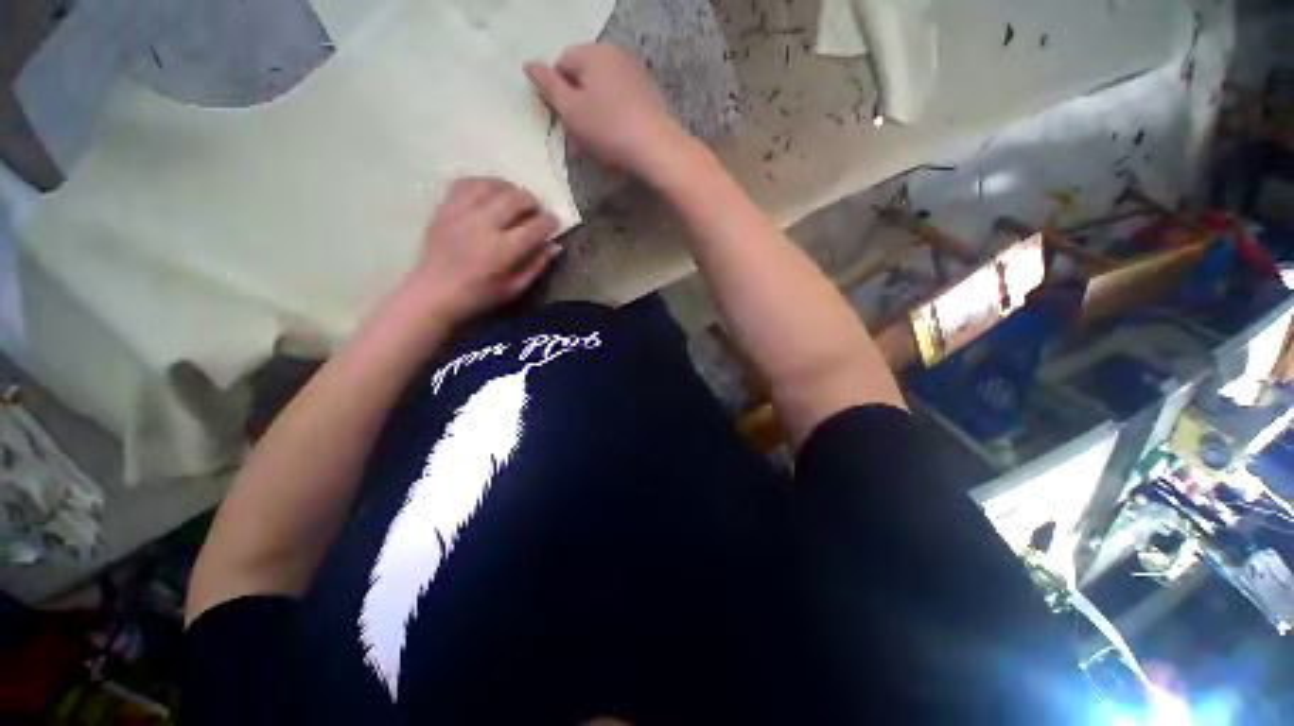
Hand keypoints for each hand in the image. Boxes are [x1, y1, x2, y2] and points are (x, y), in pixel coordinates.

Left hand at [394, 177, 557, 326]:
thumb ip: (536, 266)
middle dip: (531, 200)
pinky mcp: (445, 209)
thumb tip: (552, 246)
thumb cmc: (478, 296)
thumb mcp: (514, 289)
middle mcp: (482, 225)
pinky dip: (482, 184)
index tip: (554, 222)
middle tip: (535, 209)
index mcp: (501, 250)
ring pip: (490, 185)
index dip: (549, 222)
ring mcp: (460, 213)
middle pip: (513, 199)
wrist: (433, 292)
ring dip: (508, 188)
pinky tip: (488, 192)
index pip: (534, 227)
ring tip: (514, 197)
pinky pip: (465, 184)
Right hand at [525, 43, 689, 178]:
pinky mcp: (650, 95)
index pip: (562, 64)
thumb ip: (548, 86)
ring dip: (595, 116)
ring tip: (597, 145)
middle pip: (585, 79)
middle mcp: (616, 54)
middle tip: (578, 139)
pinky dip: (614, 119)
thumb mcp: (571, 110)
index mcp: (594, 52)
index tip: (561, 122)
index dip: (557, 94)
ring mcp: (636, 73)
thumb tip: (529, 64)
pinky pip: (622, 103)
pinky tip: (617, 141)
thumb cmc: (609, 129)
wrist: (658, 148)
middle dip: (577, 107)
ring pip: (604, 93)